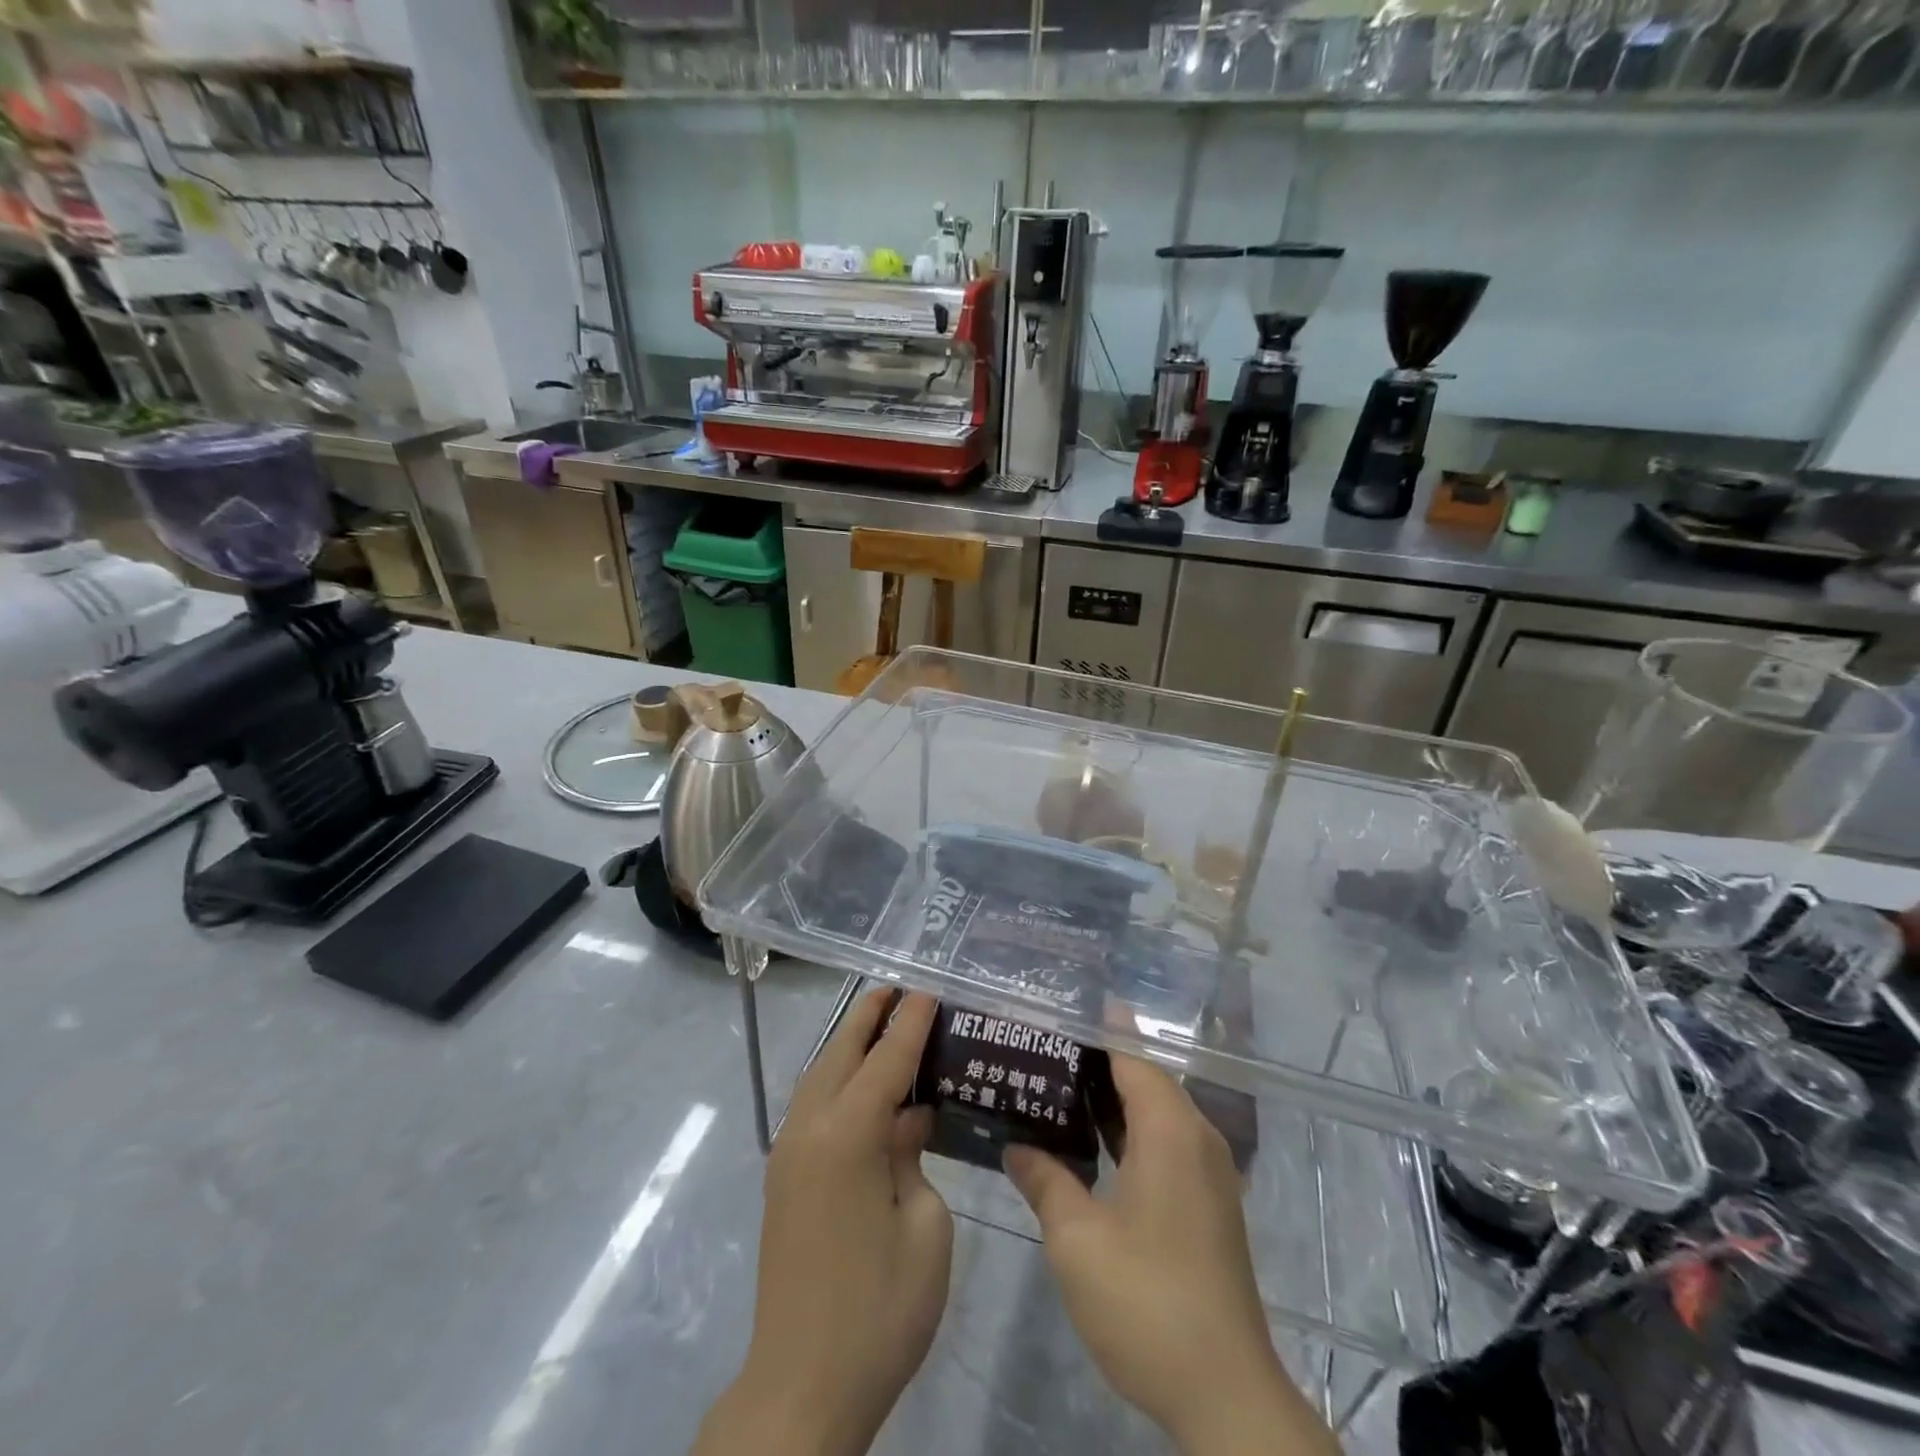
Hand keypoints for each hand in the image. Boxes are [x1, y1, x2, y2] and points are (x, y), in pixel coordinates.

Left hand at [694, 990, 952, 1455]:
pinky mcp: (783, 1179)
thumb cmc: (879, 1308)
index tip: (928, 990)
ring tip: (880, 1023)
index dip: (910, 1023)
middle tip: (897, 987)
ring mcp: (789, 1154)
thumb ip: (914, 1157)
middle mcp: (809, 1130)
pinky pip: (812, 1106)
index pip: (886, 1060)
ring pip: (820, 1076)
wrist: (802, 1385)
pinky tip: (863, 1087)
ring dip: (849, 1044)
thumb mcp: (925, 1229)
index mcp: (847, 1135)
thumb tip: (906, 1120)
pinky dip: (838, 1079)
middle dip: (868, 1016)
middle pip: (841, 1053)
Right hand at [1005, 1055, 1338, 1455]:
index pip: (1131, 1054)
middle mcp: (1196, 1137)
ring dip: (1111, 1099)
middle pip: (1145, 1078)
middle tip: (1041, 1048)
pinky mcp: (1208, 1203)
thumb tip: (1015, 1146)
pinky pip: (1165, 1143)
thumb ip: (1045, 1180)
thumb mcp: (1077, 1239)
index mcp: (1170, 1129)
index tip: (1057, 1009)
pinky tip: (1090, 1144)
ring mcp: (1207, 1172)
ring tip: (1055, 1086)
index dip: (1096, 1028)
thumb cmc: (1146, 1300)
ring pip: (1155, 1113)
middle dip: (1096, 1061)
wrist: (1225, 1392)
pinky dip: (1129, 1131)